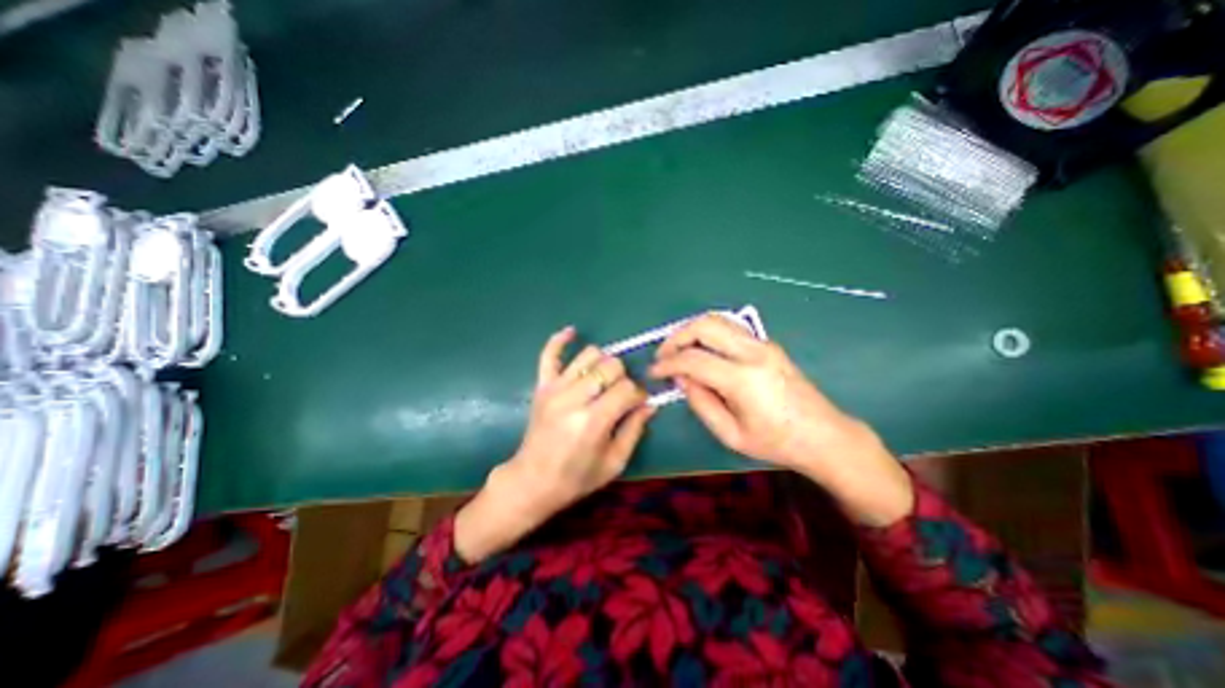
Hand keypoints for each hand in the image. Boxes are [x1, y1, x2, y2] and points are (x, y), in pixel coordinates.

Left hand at [454, 328, 656, 562]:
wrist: (533, 481)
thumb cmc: (576, 477)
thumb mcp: (614, 462)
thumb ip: (634, 430)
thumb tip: (650, 403)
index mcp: (593, 421)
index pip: (627, 389)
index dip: (638, 394)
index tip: (637, 404)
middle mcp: (574, 398)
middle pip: (611, 366)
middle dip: (623, 378)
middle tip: (619, 395)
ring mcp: (555, 388)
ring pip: (589, 354)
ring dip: (602, 363)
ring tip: (602, 380)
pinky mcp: (542, 385)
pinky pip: (549, 354)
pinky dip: (560, 340)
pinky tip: (572, 332)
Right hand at [651, 315, 908, 524]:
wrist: (824, 435)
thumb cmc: (776, 442)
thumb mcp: (731, 434)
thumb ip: (701, 403)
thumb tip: (681, 378)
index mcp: (743, 379)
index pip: (693, 359)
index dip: (668, 363)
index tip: (654, 372)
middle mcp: (753, 352)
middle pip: (705, 325)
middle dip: (676, 337)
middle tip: (663, 356)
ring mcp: (763, 344)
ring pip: (718, 320)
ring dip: (691, 330)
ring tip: (678, 351)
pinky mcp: (767, 344)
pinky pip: (729, 328)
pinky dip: (708, 334)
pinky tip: (701, 351)